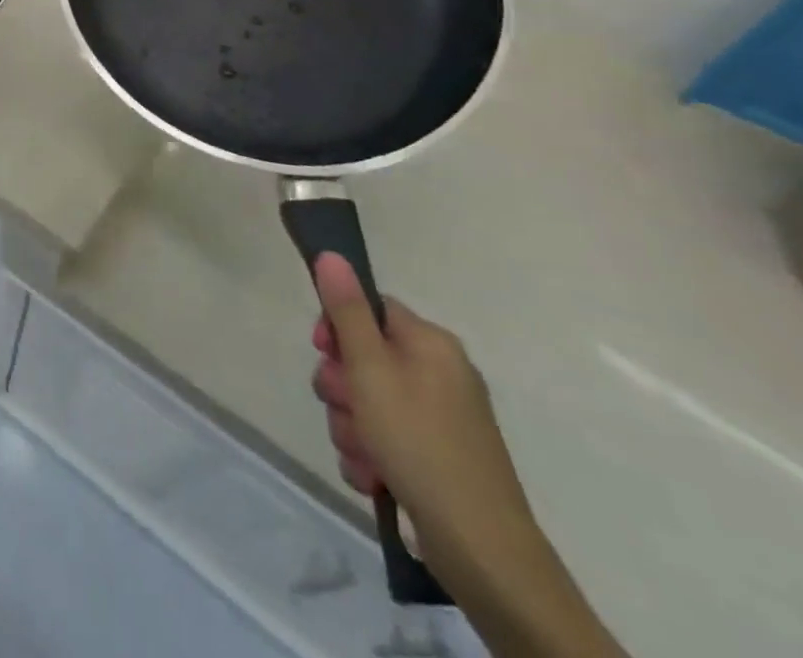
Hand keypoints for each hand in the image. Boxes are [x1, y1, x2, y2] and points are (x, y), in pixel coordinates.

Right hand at [308, 253, 536, 573]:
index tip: (322, 350)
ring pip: (367, 403)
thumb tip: (332, 254)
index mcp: (430, 344)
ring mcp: (440, 418)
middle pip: (362, 358)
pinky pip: (384, 439)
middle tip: (346, 410)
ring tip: (364, 455)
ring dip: (351, 427)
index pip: (369, 309)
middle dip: (341, 388)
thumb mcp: (370, 368)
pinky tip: (375, 476)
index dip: (337, 326)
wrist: (480, 548)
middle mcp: (438, 373)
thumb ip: (346, 310)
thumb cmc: (419, 442)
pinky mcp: (435, 457)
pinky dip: (371, 455)